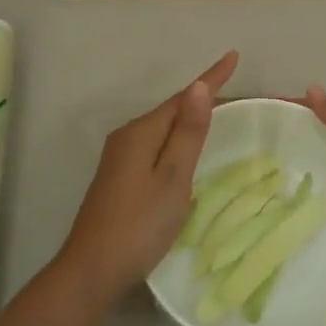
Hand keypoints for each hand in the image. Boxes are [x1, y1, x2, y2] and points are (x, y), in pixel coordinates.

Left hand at [58, 51, 239, 304]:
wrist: (91, 270)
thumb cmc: (139, 225)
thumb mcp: (172, 178)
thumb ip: (187, 133)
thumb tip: (199, 86)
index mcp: (141, 133)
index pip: (183, 98)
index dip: (211, 77)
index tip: (234, 55)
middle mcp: (127, 137)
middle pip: (171, 110)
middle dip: (200, 98)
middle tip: (234, 88)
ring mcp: (119, 158)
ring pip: (162, 129)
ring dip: (188, 119)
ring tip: (217, 114)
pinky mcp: (118, 177)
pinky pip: (154, 146)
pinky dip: (175, 140)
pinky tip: (185, 151)